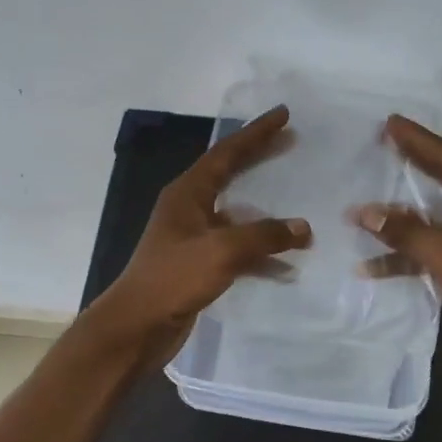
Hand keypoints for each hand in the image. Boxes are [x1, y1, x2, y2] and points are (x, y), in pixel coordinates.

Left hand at [89, 104, 311, 367]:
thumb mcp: (222, 251)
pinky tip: (286, 263)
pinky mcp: (199, 265)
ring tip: (299, 203)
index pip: (226, 153)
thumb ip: (264, 236)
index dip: (256, 133)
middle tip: (290, 142)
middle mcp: (189, 209)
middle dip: (260, 159)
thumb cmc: (174, 279)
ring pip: (237, 214)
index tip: (283, 114)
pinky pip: (237, 248)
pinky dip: (261, 252)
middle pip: (230, 175)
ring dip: (266, 211)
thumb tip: (303, 227)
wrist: (137, 326)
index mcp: (187, 193)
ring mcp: (193, 237)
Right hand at [352, 116, 441, 384]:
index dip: (420, 142)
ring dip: (404, 221)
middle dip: (414, 168)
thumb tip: (364, 211)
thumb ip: (408, 232)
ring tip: (366, 206)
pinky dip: (411, 256)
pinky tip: (374, 265)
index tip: (391, 123)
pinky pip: (440, 252)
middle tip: (384, 145)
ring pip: (439, 221)